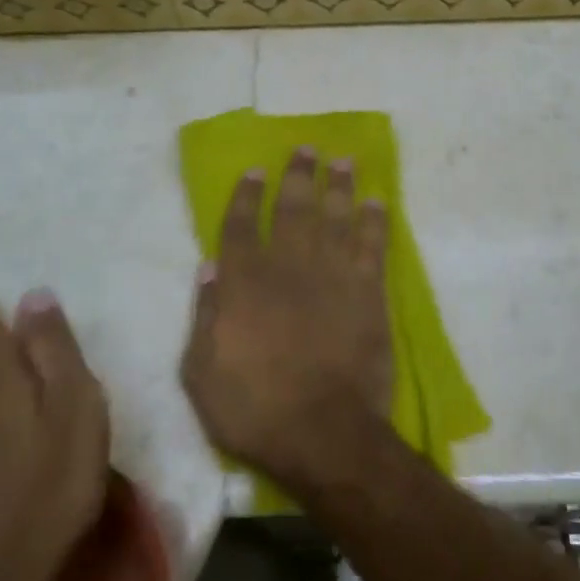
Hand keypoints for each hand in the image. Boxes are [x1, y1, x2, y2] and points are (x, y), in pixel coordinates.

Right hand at [181, 148, 394, 487]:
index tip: (256, 169)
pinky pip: (372, 247)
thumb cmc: (254, 409)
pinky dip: (375, 222)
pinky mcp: (368, 293)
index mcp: (245, 284)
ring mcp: (332, 276)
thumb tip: (210, 266)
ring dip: (339, 186)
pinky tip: (377, 202)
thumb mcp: (202, 372)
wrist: (322, 432)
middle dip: (299, 175)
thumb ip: (205, 315)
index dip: (247, 195)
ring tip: (344, 160)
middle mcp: (288, 267)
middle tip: (307, 148)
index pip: (241, 226)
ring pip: (336, 217)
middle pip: (294, 209)